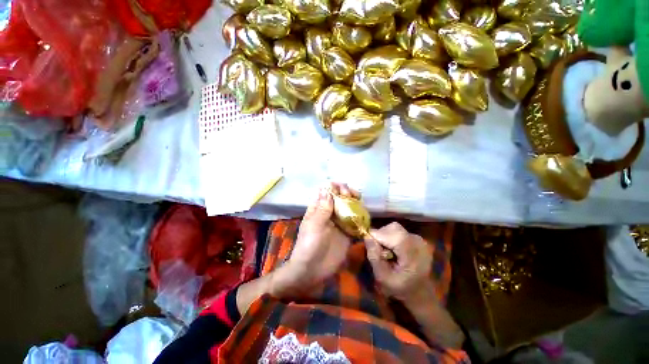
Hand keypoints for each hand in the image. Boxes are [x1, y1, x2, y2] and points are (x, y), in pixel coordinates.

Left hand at [274, 183, 354, 296]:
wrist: (313, 270)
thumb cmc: (309, 245)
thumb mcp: (314, 225)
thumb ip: (323, 208)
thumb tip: (327, 189)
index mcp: (318, 209)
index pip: (326, 192)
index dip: (334, 187)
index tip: (341, 188)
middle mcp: (329, 213)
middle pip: (339, 198)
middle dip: (346, 193)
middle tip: (351, 194)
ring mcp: (339, 223)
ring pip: (348, 207)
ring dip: (354, 202)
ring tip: (359, 201)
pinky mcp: (347, 233)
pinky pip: (355, 221)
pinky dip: (360, 216)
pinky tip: (364, 214)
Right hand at [364, 222, 435, 304]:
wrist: (420, 293)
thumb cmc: (400, 288)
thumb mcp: (382, 277)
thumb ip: (374, 257)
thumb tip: (367, 236)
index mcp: (413, 256)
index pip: (394, 236)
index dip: (378, 236)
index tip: (370, 244)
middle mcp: (418, 244)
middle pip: (393, 229)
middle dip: (381, 235)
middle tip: (378, 249)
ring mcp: (419, 240)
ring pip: (395, 228)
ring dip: (385, 235)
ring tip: (385, 250)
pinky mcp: (418, 239)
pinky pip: (399, 231)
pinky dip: (391, 236)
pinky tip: (393, 249)